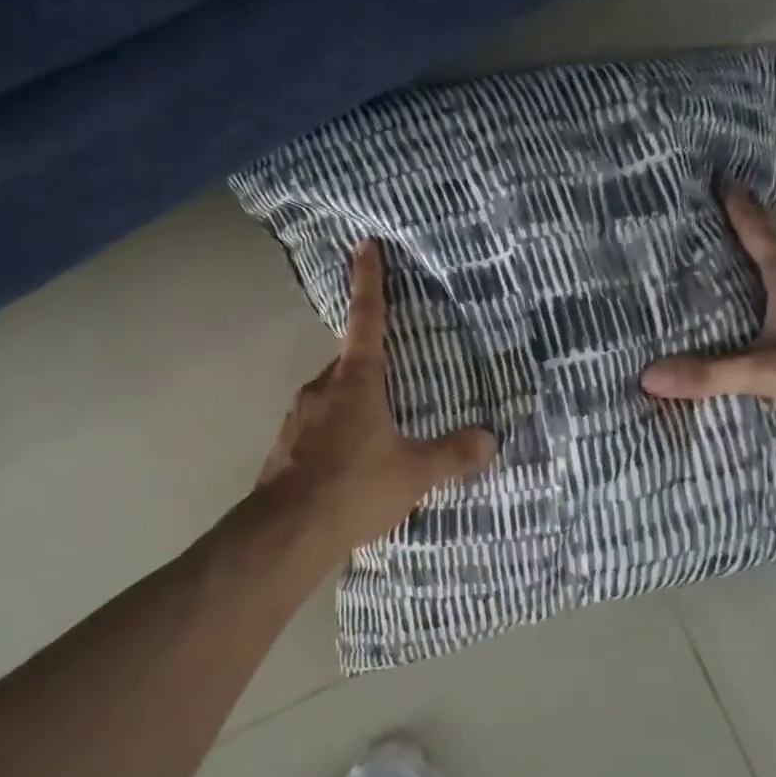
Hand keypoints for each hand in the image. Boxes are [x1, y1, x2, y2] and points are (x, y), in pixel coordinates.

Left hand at [257, 241, 496, 548]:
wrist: (288, 530)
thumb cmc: (355, 488)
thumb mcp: (414, 474)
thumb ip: (452, 454)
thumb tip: (489, 439)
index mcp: (356, 381)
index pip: (367, 319)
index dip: (369, 281)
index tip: (365, 245)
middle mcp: (322, 388)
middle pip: (351, 363)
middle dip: (372, 367)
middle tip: (399, 384)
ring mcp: (298, 415)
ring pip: (333, 396)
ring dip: (355, 404)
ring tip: (380, 434)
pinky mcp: (286, 443)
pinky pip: (319, 424)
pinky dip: (337, 431)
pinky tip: (350, 463)